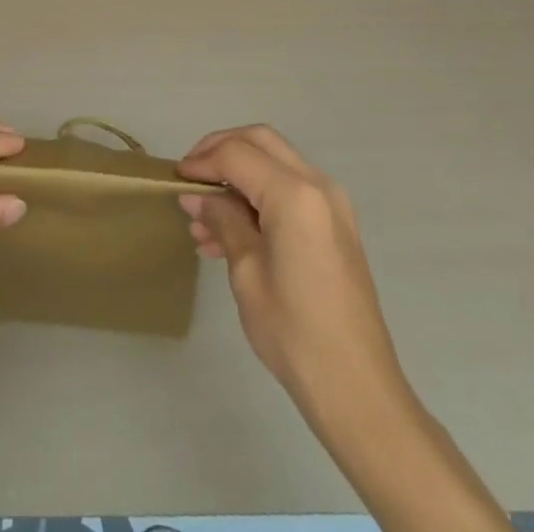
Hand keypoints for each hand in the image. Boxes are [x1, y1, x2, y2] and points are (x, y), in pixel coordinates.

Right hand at [179, 125, 407, 424]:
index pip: (237, 154)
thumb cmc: (295, 332)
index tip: (175, 178)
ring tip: (203, 219)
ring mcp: (331, 205)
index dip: (201, 161)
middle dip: (220, 150)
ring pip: (274, 162)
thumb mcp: (246, 272)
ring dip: (238, 176)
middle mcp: (318, 186)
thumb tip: (196, 196)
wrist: (358, 391)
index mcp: (295, 195)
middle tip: (191, 176)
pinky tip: (229, 233)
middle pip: (260, 141)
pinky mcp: (335, 225)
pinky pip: (289, 189)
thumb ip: (222, 220)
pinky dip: (258, 195)